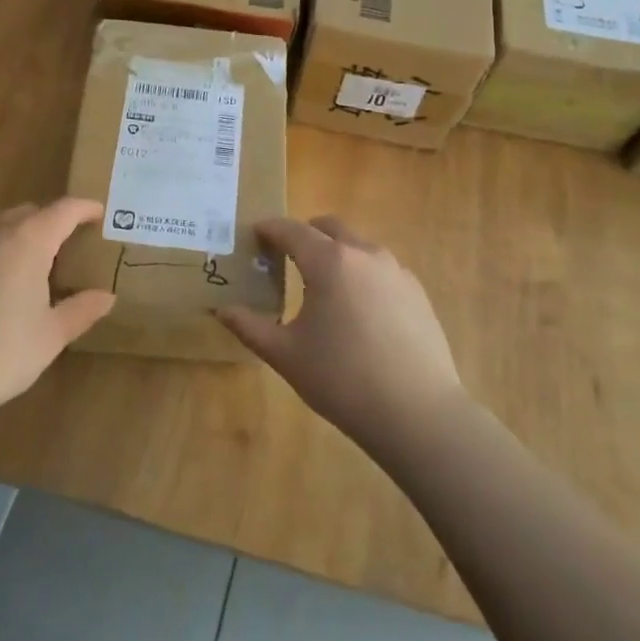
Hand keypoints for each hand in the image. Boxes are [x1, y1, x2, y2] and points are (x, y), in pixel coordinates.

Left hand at [0, 199, 114, 428]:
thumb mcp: (50, 336)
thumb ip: (81, 310)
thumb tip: (106, 297)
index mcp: (27, 240)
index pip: (63, 210)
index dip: (84, 209)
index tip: (99, 214)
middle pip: (29, 212)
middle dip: (52, 223)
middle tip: (69, 247)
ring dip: (21, 236)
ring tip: (34, 266)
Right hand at [216, 217, 467, 453]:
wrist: (417, 413)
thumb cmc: (342, 379)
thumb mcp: (286, 355)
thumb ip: (250, 327)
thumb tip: (222, 310)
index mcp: (329, 261)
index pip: (291, 230)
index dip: (269, 229)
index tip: (254, 234)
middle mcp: (364, 254)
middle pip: (328, 227)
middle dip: (304, 234)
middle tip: (285, 258)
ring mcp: (396, 271)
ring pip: (358, 247)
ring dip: (335, 253)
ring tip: (321, 287)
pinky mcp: (417, 292)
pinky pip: (380, 269)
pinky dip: (361, 274)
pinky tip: (357, 312)